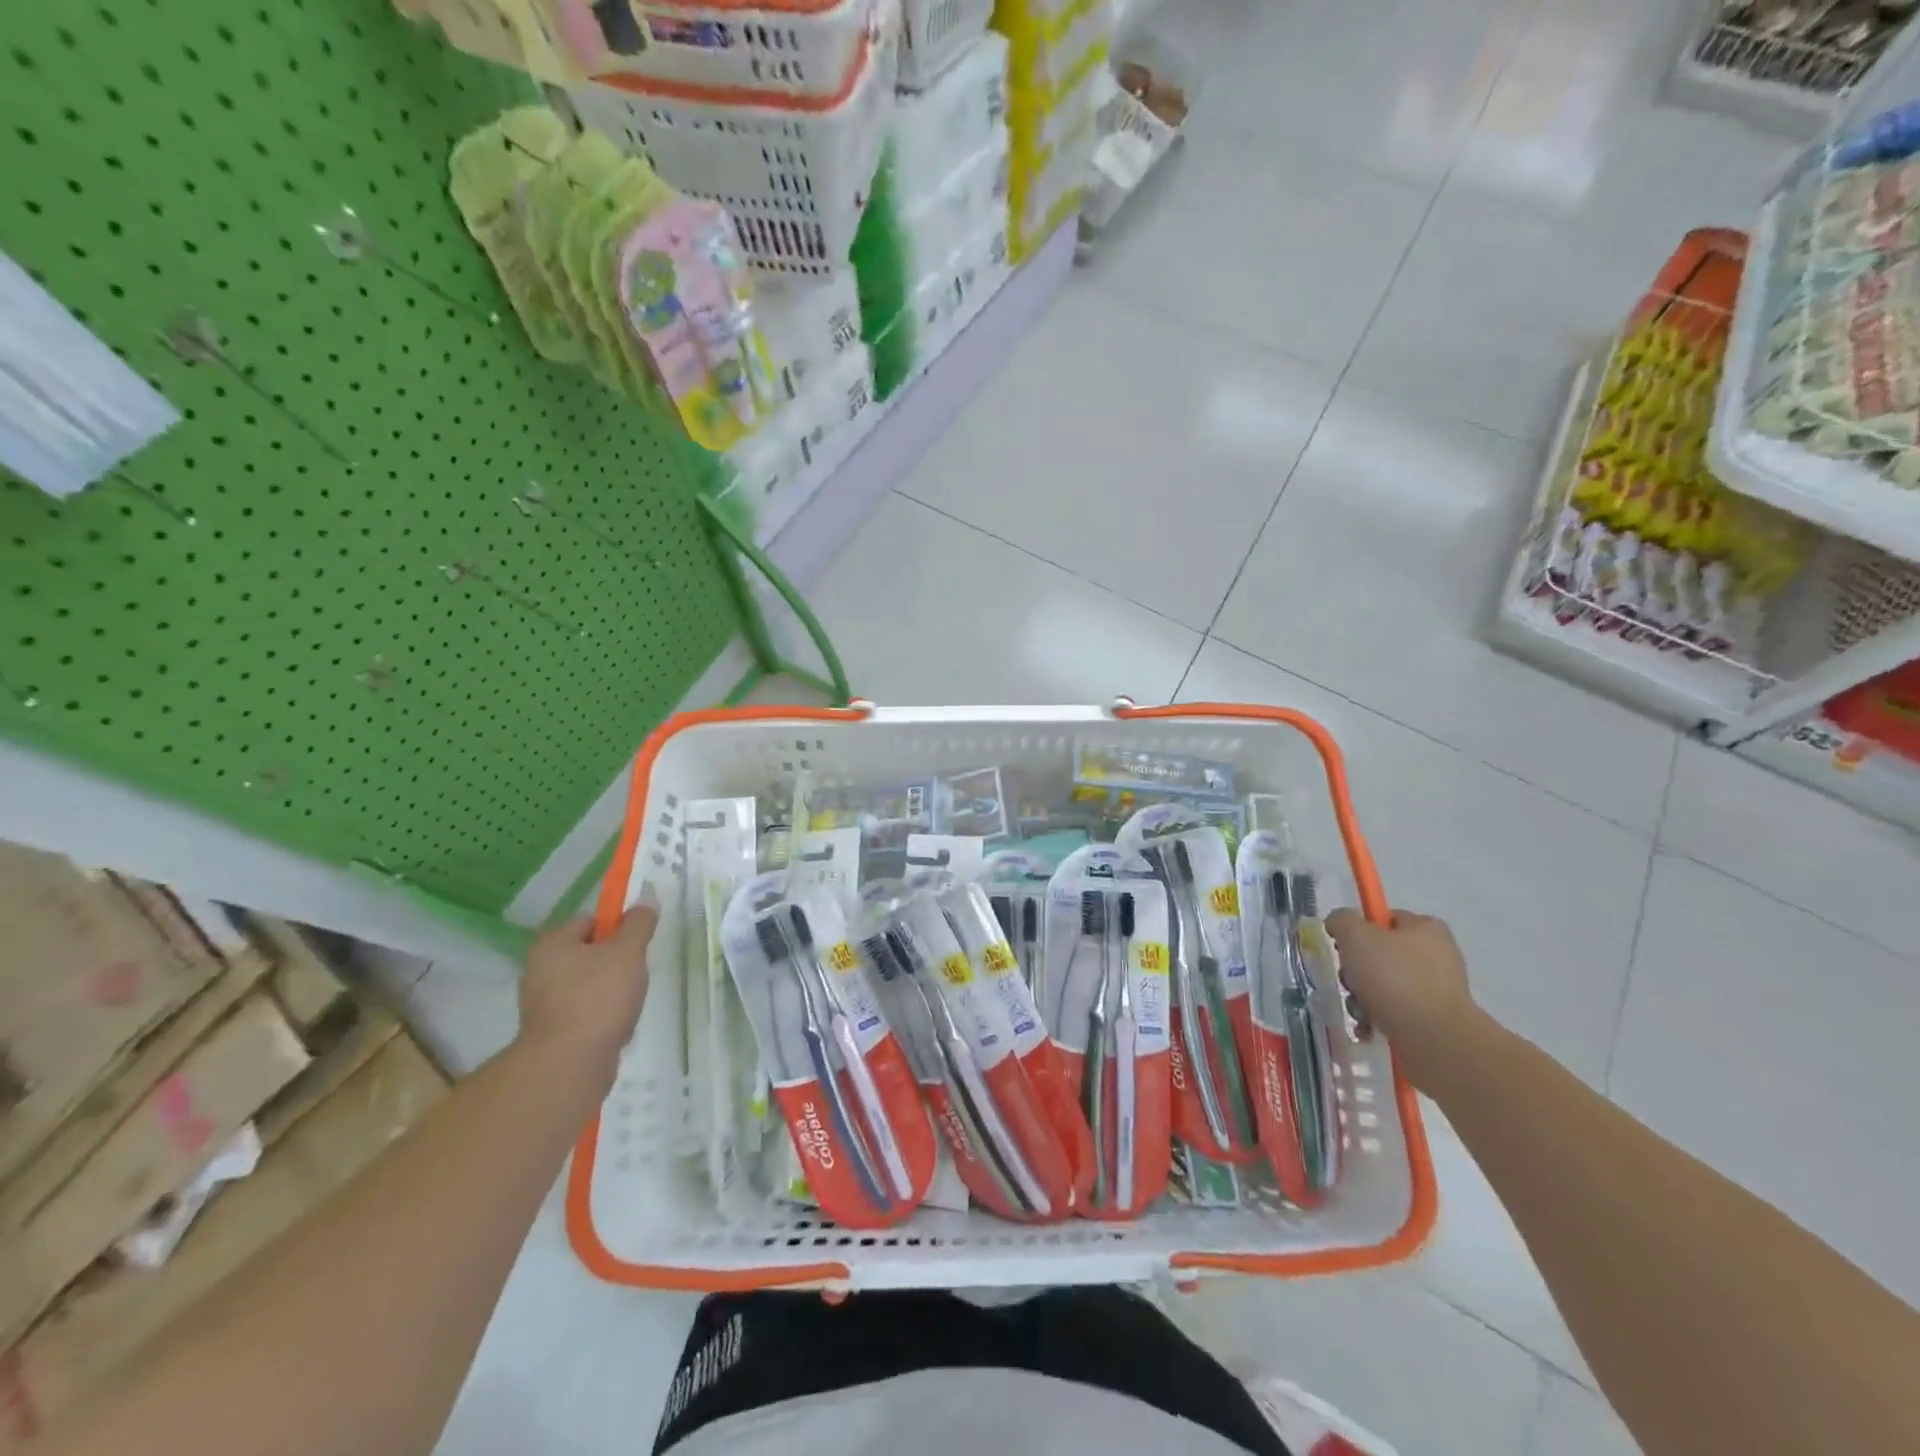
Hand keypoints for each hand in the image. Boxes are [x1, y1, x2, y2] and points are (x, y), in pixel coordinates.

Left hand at [517, 888, 658, 1075]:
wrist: (569, 1064)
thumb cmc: (598, 997)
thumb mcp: (628, 951)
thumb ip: (639, 923)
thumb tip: (646, 898)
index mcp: (552, 944)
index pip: (589, 921)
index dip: (616, 928)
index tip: (636, 945)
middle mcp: (538, 970)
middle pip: (587, 953)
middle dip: (614, 962)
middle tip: (635, 974)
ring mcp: (541, 1005)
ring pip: (586, 985)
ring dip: (609, 991)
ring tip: (627, 1004)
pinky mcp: (549, 1033)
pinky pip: (581, 1013)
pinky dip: (599, 1017)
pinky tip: (615, 1026)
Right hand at [1325, 908, 1483, 1089]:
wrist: (1435, 1039)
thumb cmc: (1394, 978)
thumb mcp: (1355, 936)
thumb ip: (1341, 920)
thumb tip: (1339, 924)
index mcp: (1426, 928)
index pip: (1383, 919)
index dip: (1358, 931)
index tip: (1343, 948)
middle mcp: (1437, 954)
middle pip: (1380, 954)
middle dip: (1357, 970)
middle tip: (1350, 982)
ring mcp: (1439, 989)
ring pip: (1385, 984)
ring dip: (1363, 996)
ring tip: (1360, 1011)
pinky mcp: (1436, 1019)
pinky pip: (1397, 1011)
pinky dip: (1378, 1017)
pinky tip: (1369, 1027)